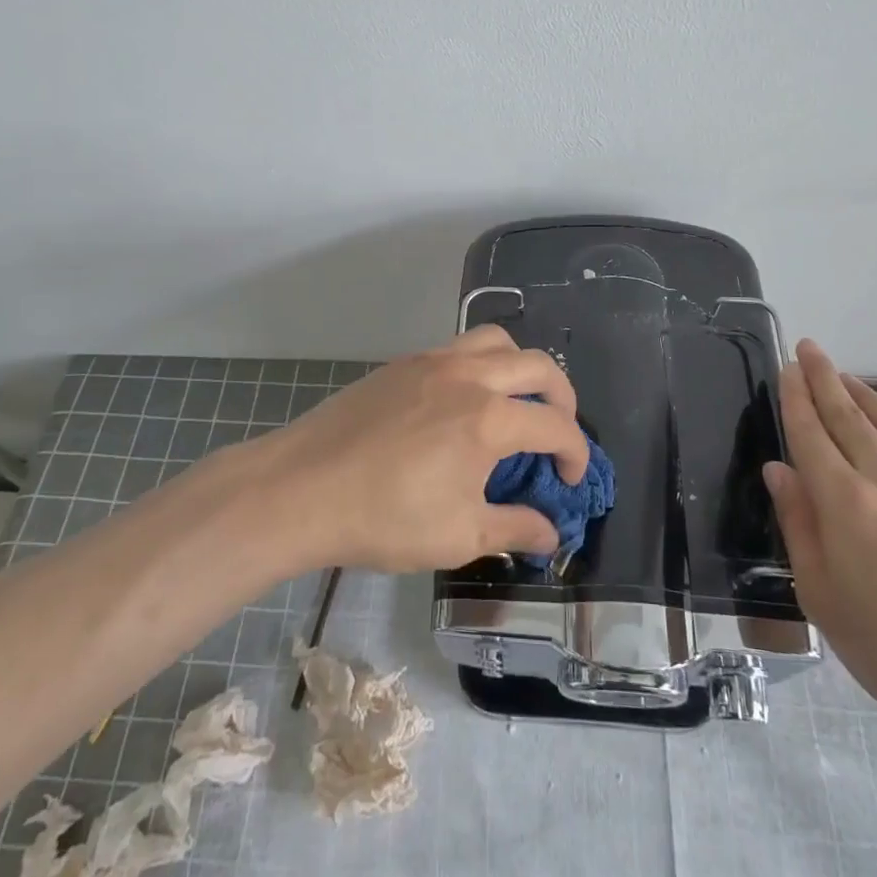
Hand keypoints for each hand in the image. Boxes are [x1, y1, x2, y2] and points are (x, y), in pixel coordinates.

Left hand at [255, 325, 590, 572]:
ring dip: (521, 367)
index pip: (555, 425)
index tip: (571, 480)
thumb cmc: (383, 518)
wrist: (300, 489)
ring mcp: (432, 361)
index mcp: (488, 418)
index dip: (576, 453)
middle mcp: (468, 376)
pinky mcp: (402, 363)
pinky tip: (464, 399)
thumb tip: (550, 533)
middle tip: (558, 431)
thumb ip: (513, 529)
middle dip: (562, 397)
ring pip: (496, 341)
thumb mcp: (458, 536)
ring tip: (516, 401)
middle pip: (538, 365)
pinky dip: (481, 363)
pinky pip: (458, 347)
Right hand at [763, 340, 876, 767]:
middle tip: (810, 349)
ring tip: (849, 379)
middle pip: (851, 417)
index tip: (787, 367)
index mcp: (846, 502)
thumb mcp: (821, 596)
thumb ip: (799, 523)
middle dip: (826, 379)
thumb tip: (780, 470)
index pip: (812, 433)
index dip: (796, 397)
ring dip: (868, 398)